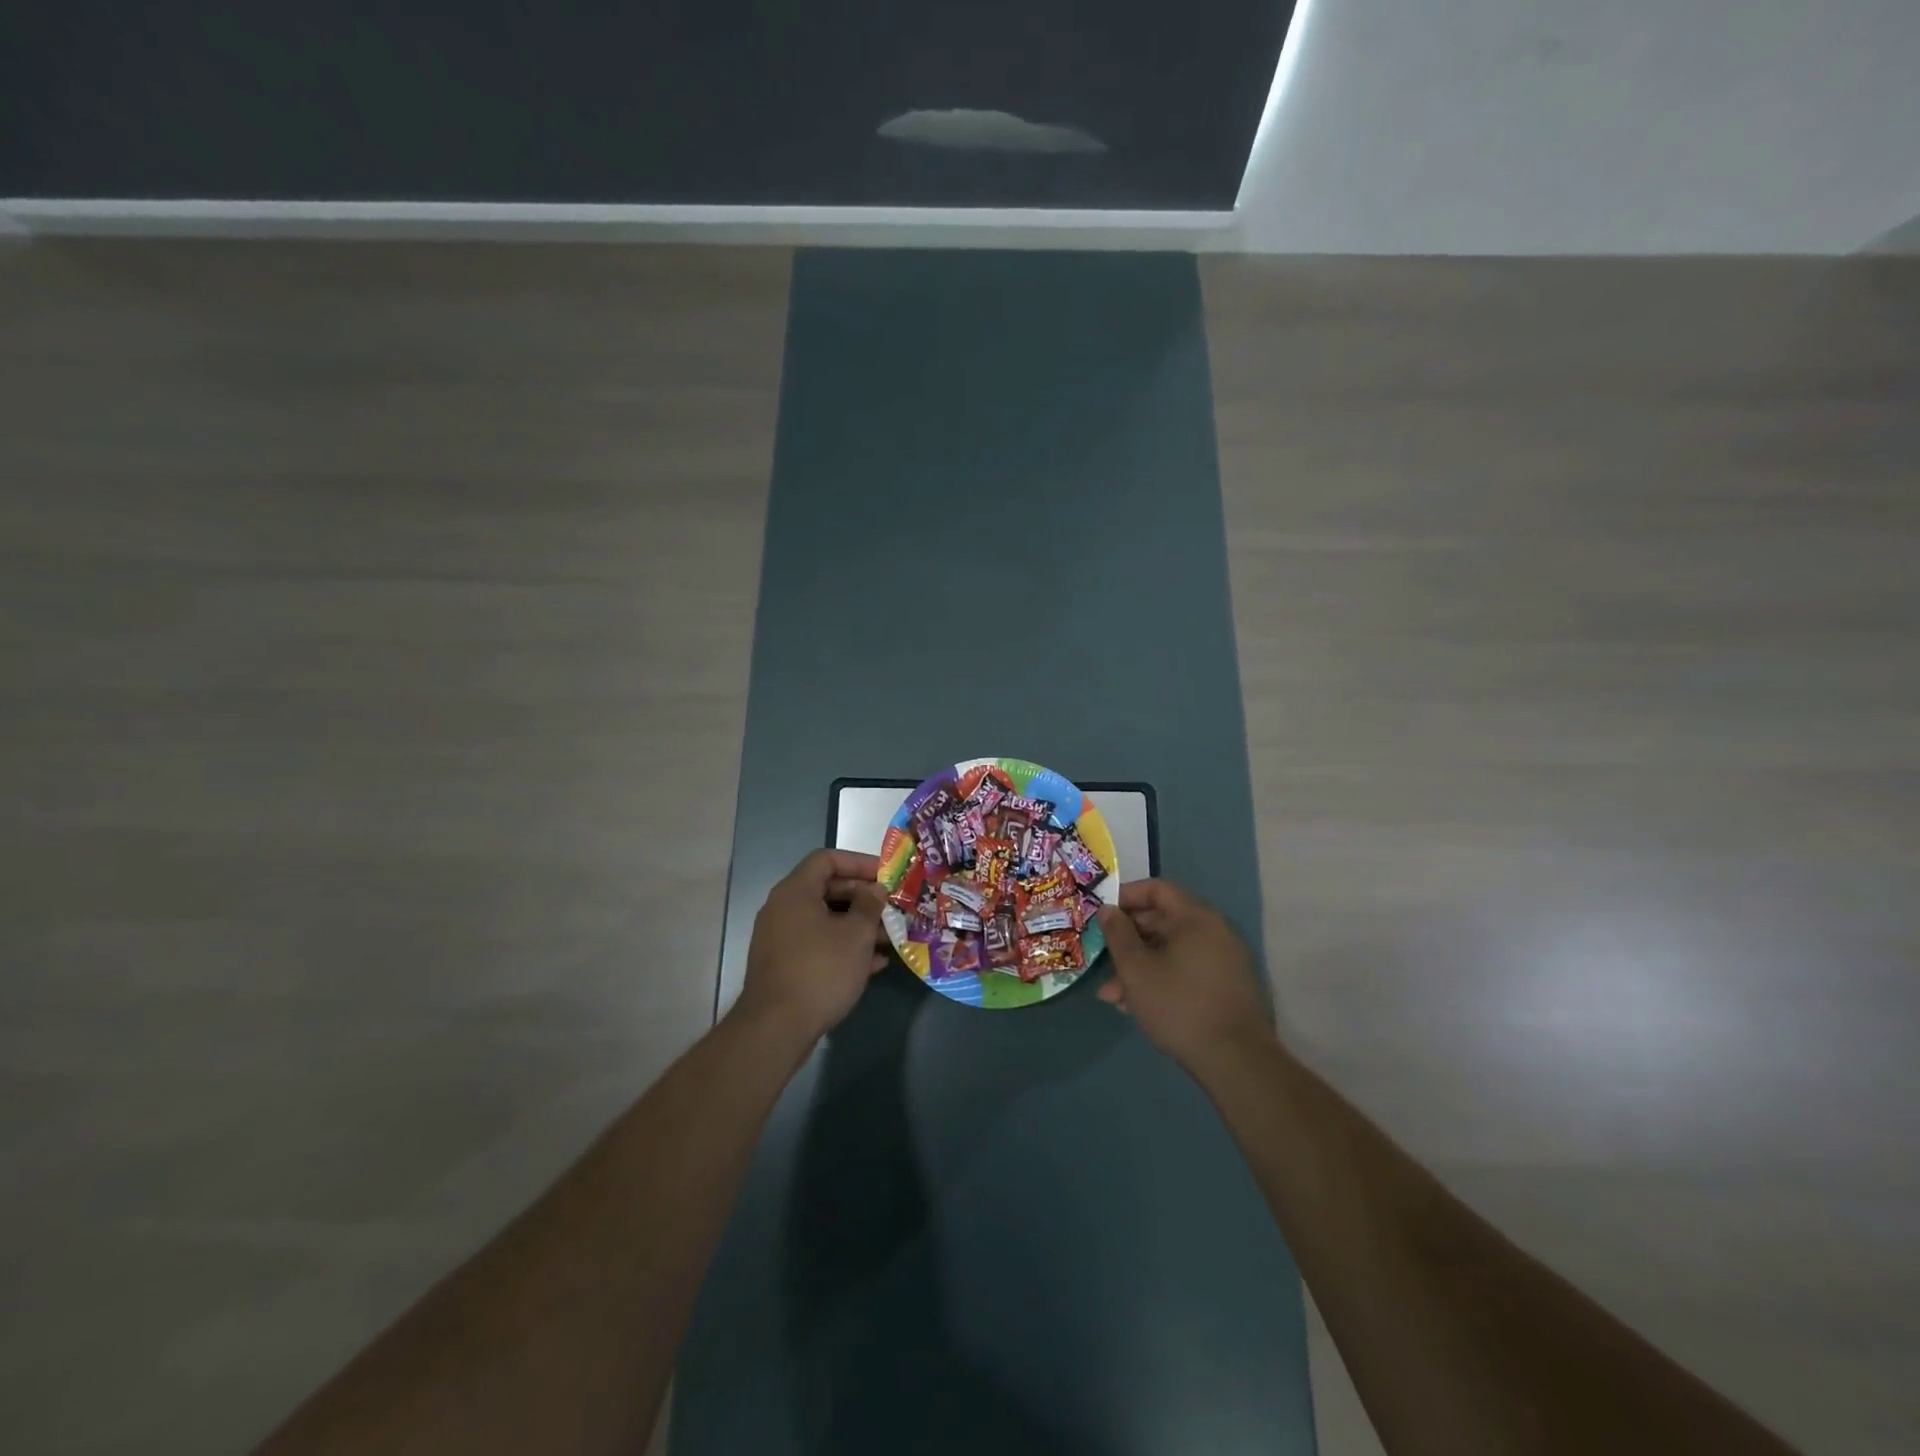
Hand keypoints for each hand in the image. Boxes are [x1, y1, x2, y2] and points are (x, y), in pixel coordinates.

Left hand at [735, 849, 889, 1044]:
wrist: (776, 1029)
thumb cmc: (820, 971)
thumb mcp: (856, 935)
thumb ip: (870, 906)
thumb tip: (875, 890)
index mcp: (796, 892)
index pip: (827, 859)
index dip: (859, 862)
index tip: (886, 876)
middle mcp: (783, 908)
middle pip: (827, 889)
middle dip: (863, 898)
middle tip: (892, 908)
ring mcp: (781, 938)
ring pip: (825, 919)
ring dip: (858, 925)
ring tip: (890, 939)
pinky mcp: (784, 964)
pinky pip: (818, 943)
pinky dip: (843, 947)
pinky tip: (873, 964)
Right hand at [1097, 879, 1273, 1072]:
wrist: (1236, 1061)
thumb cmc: (1179, 1005)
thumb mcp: (1136, 969)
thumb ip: (1118, 934)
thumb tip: (1108, 909)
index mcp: (1196, 917)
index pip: (1157, 889)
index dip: (1125, 897)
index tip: (1101, 916)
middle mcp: (1214, 931)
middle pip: (1163, 921)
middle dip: (1128, 941)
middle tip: (1102, 961)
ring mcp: (1224, 960)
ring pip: (1171, 951)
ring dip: (1140, 967)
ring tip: (1113, 996)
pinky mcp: (1226, 986)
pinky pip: (1186, 970)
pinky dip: (1161, 979)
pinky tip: (1137, 1006)